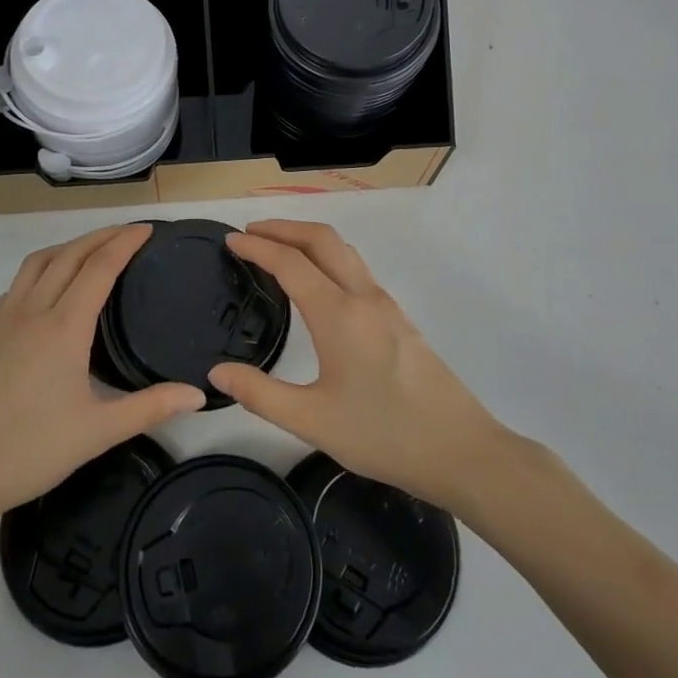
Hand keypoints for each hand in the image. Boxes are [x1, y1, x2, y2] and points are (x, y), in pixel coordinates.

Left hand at [0, 225, 204, 535]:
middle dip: (101, 236)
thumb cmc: (29, 451)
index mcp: (63, 327)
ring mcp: (4, 321)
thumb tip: (198, 393)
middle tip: (129, 231)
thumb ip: (150, 407)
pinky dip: (42, 268)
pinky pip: (18, 284)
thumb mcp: (98, 432)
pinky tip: (49, 288)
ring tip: (93, 250)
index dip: (125, 243)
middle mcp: (33, 311)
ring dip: (69, 246)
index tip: (148, 229)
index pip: (99, 268)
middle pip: (69, 255)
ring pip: (38, 263)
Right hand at [209, 220, 511, 513]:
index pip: (290, 263)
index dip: (257, 248)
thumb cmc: (383, 434)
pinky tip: (318, 282)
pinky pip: (356, 269)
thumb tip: (217, 373)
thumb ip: (260, 394)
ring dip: (308, 238)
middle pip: (321, 239)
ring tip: (278, 248)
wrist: (460, 449)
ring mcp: (386, 304)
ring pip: (343, 250)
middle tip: (250, 234)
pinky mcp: (399, 318)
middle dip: (283, 228)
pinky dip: (327, 257)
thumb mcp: (312, 420)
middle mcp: (363, 297)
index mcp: (338, 314)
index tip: (230, 242)